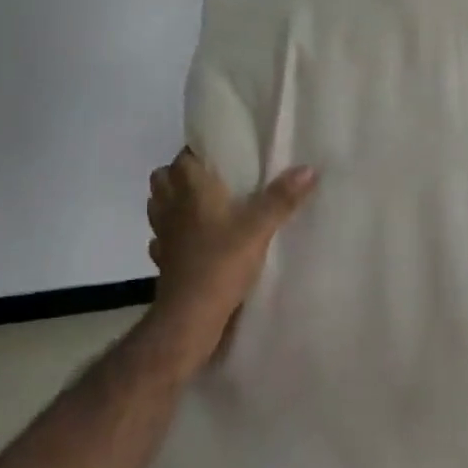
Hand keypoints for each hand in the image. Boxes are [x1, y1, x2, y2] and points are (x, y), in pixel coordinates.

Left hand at [145, 148, 317, 368]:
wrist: (189, 316)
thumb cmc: (221, 263)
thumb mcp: (259, 228)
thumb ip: (282, 198)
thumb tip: (309, 168)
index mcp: (191, 189)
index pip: (184, 157)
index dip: (198, 152)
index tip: (221, 154)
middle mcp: (171, 206)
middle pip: (163, 177)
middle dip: (181, 173)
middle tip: (212, 178)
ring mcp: (162, 233)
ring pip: (158, 205)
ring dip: (174, 201)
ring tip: (202, 205)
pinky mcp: (162, 259)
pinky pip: (162, 237)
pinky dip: (173, 233)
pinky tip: (192, 240)